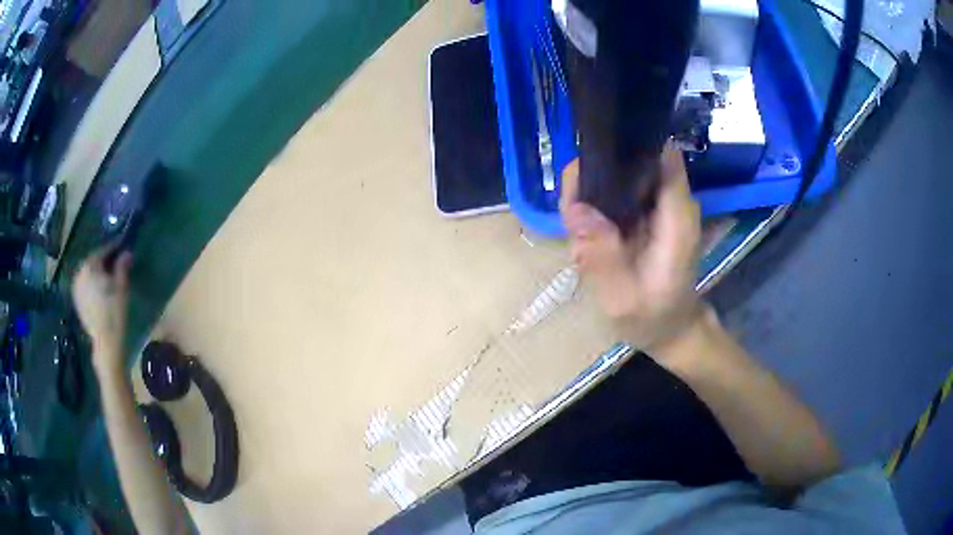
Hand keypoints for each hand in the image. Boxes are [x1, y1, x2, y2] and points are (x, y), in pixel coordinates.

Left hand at [72, 247, 132, 366]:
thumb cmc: (114, 312)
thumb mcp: (122, 286)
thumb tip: (126, 252)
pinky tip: (100, 291)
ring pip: (88, 274)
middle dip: (104, 261)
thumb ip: (122, 266)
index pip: (103, 250)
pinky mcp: (77, 301)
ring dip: (97, 273)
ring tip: (108, 278)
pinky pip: (85, 285)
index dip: (114, 248)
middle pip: (93, 261)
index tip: (123, 248)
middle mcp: (80, 273)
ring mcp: (76, 288)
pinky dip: (92, 284)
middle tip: (116, 263)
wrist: (106, 343)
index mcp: (90, 265)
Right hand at [560, 145, 702, 353]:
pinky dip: (596, 207)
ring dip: (591, 193)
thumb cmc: (654, 319)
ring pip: (618, 175)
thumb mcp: (623, 300)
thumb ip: (603, 257)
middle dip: (595, 175)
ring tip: (577, 230)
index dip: (625, 148)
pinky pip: (616, 194)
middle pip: (630, 161)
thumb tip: (575, 211)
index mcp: (676, 216)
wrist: (671, 329)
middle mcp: (669, 202)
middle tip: (572, 214)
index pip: (660, 155)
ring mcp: (657, 206)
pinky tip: (586, 234)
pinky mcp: (645, 214)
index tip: (590, 167)